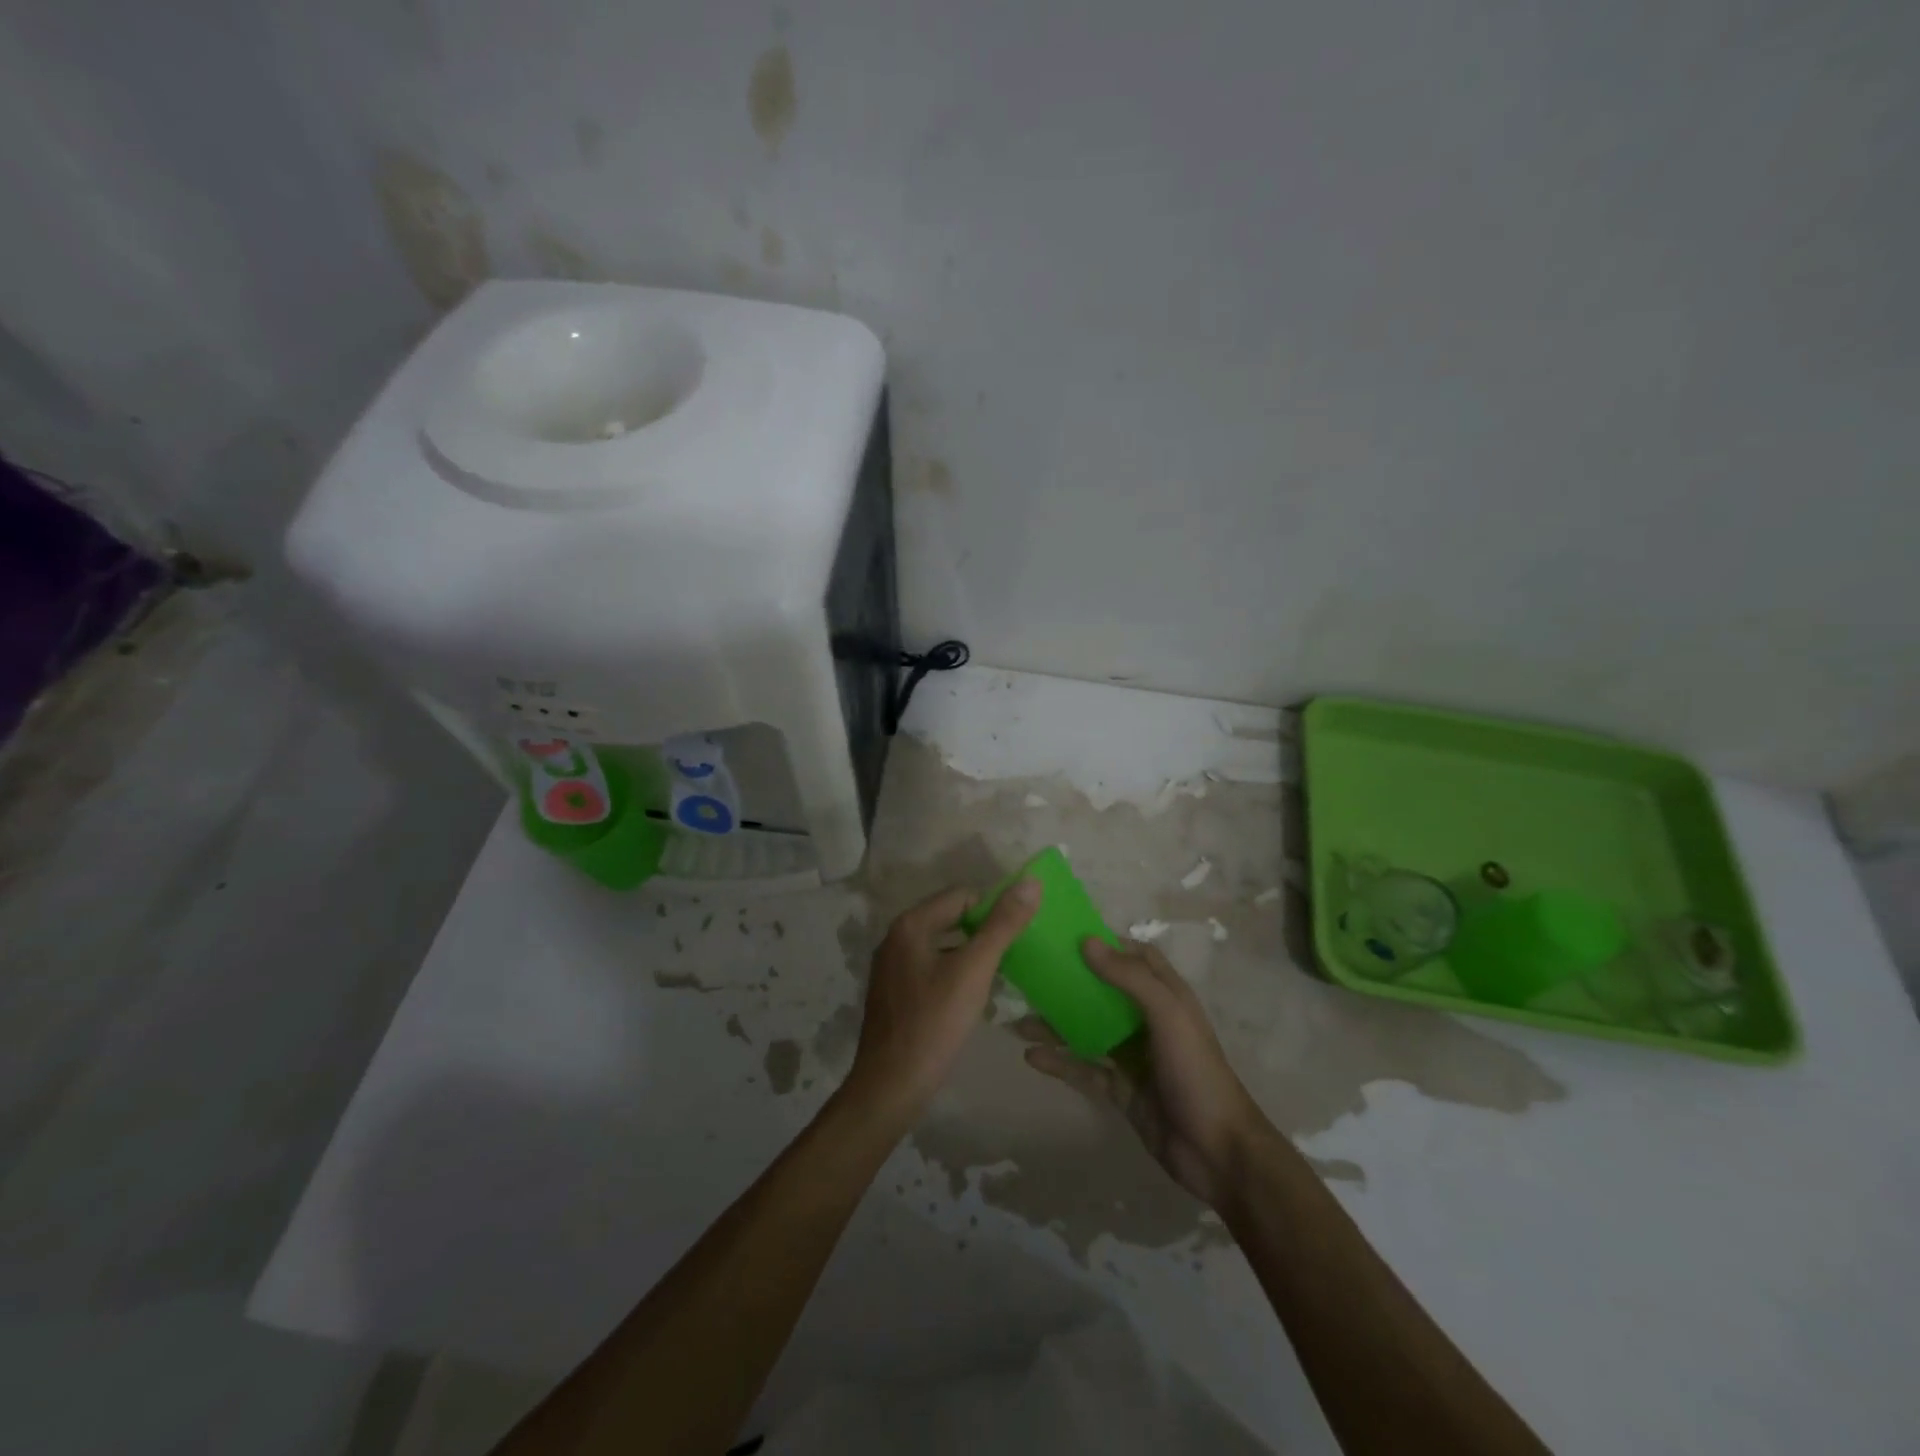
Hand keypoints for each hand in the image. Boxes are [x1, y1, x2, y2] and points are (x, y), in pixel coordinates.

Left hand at [842, 879, 1041, 1125]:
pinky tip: (972, 997)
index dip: (993, 910)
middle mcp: (896, 937)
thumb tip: (1031, 882)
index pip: (962, 895)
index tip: (1017, 936)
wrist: (891, 1086)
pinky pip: (932, 968)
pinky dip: (955, 973)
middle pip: (951, 918)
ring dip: (971, 954)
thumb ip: (1002, 925)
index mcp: (911, 924)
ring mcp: (892, 967)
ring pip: (943, 945)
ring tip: (999, 976)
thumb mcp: (974, 970)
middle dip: (983, 932)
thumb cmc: (934, 1023)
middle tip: (1014, 956)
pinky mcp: (894, 992)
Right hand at [1022, 938, 1268, 1208]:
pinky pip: (1084, 1068)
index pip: (1136, 957)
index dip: (1107, 943)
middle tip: (1031, 975)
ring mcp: (1133, 1056)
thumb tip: (1086, 942)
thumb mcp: (1168, 1015)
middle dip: (1071, 982)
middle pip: (1104, 991)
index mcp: (1166, 996)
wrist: (1217, 1152)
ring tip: (1018, 1021)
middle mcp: (1148, 1020)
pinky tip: (1031, 1057)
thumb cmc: (1195, 1071)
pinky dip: (1059, 1061)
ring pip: (1088, 1030)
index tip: (1067, 935)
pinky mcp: (1121, 1088)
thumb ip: (1129, 978)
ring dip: (1057, 1024)